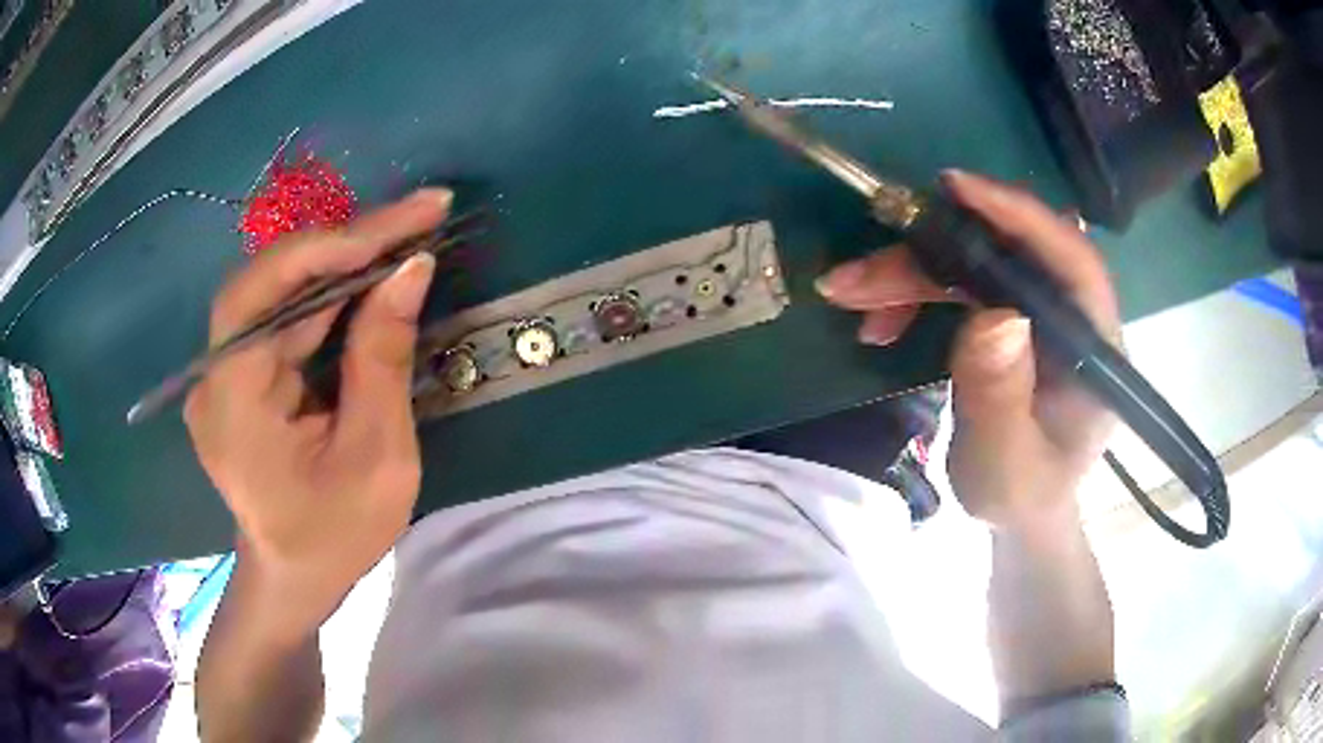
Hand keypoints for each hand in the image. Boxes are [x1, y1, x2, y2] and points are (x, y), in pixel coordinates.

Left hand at [185, 189, 450, 630]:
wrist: (293, 576)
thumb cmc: (335, 536)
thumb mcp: (376, 460)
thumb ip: (384, 360)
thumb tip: (411, 269)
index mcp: (231, 404)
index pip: (262, 292)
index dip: (329, 247)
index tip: (405, 224)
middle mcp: (214, 375)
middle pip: (272, 281)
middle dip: (348, 243)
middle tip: (421, 215)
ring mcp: (224, 372)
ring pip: (280, 290)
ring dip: (344, 261)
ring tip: (408, 235)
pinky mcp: (241, 373)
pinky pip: (285, 316)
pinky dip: (331, 292)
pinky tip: (373, 276)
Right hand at [817, 171, 1120, 532]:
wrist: (1020, 508)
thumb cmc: (1023, 495)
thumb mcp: (1007, 467)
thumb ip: (1001, 402)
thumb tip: (992, 317)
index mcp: (1094, 347)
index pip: (1073, 263)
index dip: (1020, 216)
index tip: (957, 189)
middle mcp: (1070, 315)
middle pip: (1007, 254)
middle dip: (930, 257)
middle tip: (858, 278)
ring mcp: (1039, 312)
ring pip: (975, 264)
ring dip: (911, 274)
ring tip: (852, 297)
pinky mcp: (1010, 317)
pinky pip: (960, 283)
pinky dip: (915, 292)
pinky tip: (881, 319)